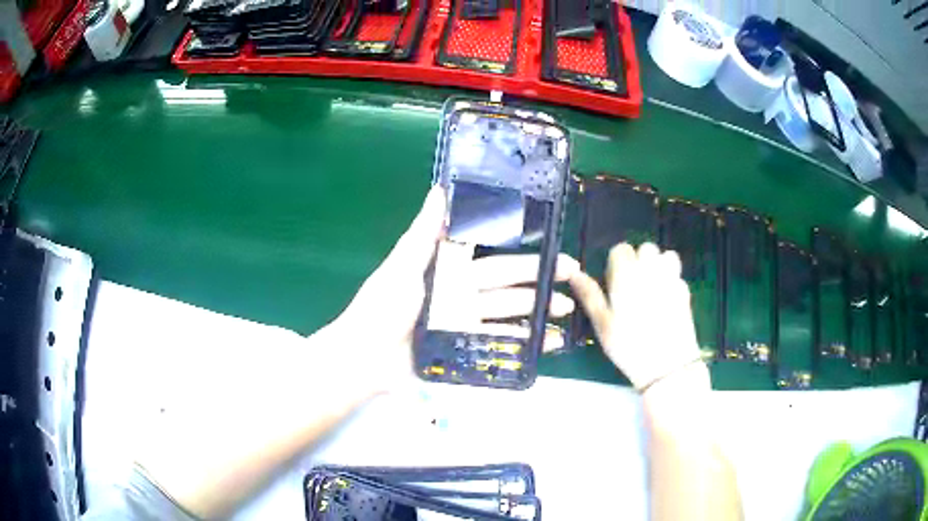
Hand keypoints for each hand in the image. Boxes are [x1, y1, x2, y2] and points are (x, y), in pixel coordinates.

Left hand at [329, 186, 578, 391]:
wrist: (366, 357)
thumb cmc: (383, 307)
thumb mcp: (402, 264)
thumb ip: (425, 232)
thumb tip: (440, 189)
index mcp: (449, 271)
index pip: (492, 257)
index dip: (519, 250)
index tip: (548, 243)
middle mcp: (462, 296)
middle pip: (508, 285)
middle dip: (540, 279)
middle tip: (571, 273)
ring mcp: (466, 325)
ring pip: (510, 314)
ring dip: (539, 311)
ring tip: (568, 308)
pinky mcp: (467, 351)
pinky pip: (501, 345)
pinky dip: (527, 344)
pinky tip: (550, 342)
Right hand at [568, 242, 703, 390]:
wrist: (667, 365)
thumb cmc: (628, 345)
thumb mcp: (602, 324)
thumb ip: (590, 295)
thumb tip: (574, 274)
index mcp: (626, 274)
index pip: (621, 250)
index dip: (616, 264)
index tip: (614, 284)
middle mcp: (650, 269)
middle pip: (645, 248)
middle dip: (639, 261)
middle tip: (632, 287)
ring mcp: (671, 278)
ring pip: (665, 256)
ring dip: (657, 266)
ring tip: (651, 289)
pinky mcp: (685, 291)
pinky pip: (677, 275)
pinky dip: (671, 281)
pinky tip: (666, 302)